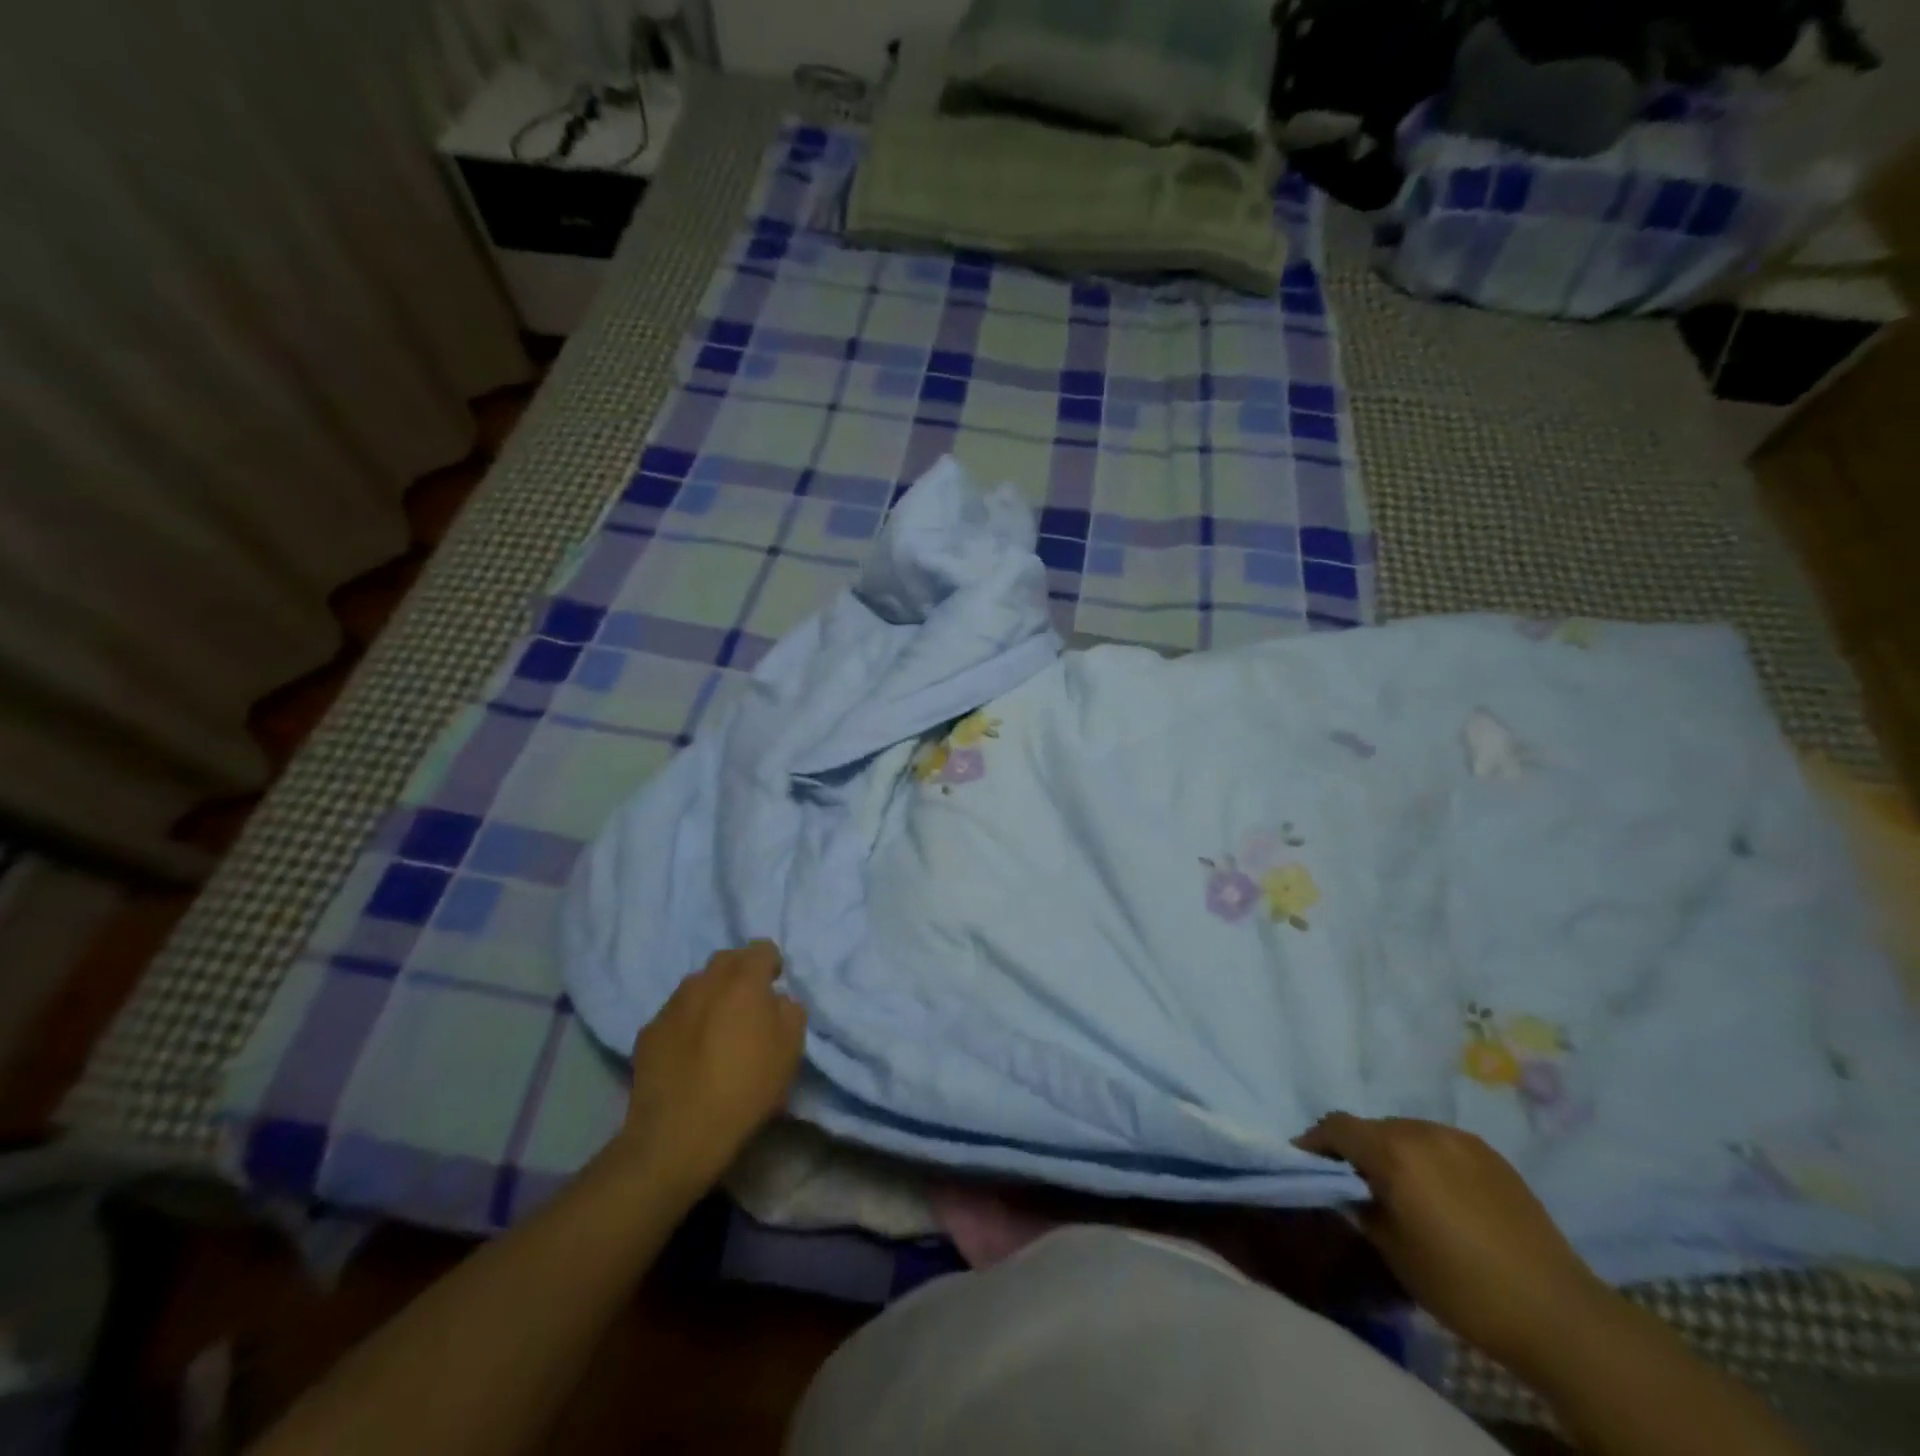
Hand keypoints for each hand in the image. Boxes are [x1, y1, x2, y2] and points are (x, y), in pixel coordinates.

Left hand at [618, 940, 807, 1190]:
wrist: (679, 1134)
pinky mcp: (648, 1031)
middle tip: (748, 1004)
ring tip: (717, 1028)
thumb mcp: (791, 1050)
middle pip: (727, 959)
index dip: (772, 965)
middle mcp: (705, 981)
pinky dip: (687, 1022)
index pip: (762, 949)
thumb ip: (790, 1011)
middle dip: (740, 973)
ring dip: (711, 995)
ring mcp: (672, 1005)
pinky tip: (690, 1052)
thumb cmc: (746, 1088)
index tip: (775, 988)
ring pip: (697, 984)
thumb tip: (776, 999)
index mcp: (744, 980)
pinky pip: (675, 1014)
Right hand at [1296, 1114, 1610, 1378]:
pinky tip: (1440, 1195)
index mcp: (1394, 1152)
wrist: (1558, 1314)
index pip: (1336, 1126)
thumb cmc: (1462, 1287)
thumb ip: (1360, 1207)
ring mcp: (1461, 1140)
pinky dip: (1426, 1159)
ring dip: (1392, 1152)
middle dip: (1355, 1149)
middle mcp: (1423, 1132)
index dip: (1314, 1141)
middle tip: (1353, 1182)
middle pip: (1372, 1127)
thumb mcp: (1393, 1251)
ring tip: (1400, 1189)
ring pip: (1407, 1132)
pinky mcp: (1491, 1155)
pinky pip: (1440, 1144)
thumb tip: (1347, 1190)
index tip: (1305, 1163)